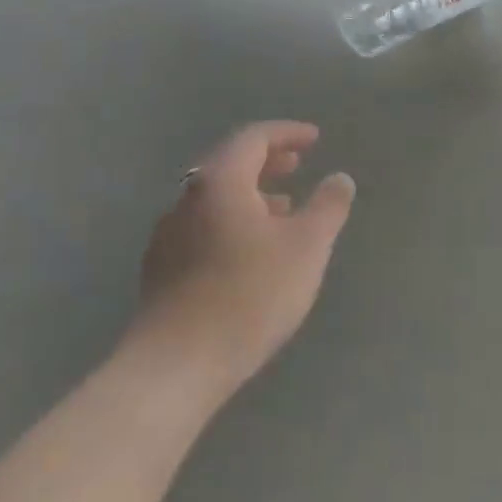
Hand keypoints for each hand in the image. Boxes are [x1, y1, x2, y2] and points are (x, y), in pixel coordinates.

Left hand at [127, 121, 354, 391]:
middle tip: (298, 164)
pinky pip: (204, 225)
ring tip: (283, 207)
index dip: (287, 133)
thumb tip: (339, 178)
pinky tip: (251, 250)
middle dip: (267, 160)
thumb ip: (328, 206)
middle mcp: (188, 199)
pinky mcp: (161, 269)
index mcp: (221, 182)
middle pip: (229, 164)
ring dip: (251, 192)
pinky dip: (233, 219)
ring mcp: (169, 235)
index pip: (253, 138)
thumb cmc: (249, 296)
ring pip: (215, 197)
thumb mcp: (307, 246)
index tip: (315, 139)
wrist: (174, 368)